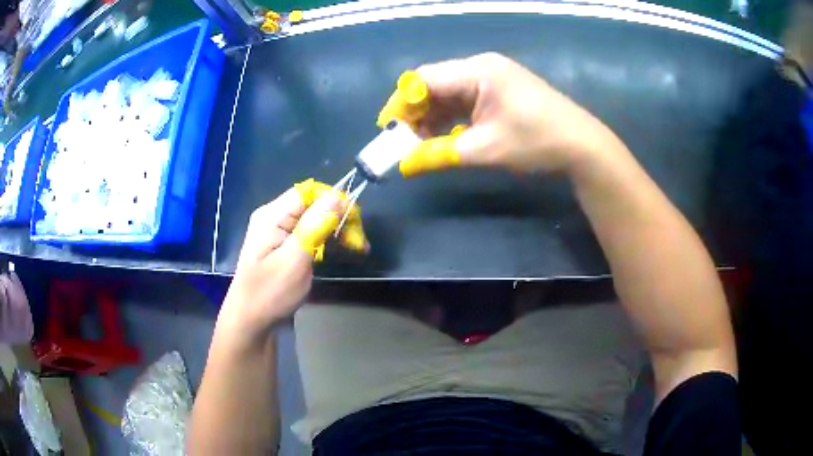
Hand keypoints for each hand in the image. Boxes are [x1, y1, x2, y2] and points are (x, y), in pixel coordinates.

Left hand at [216, 187, 343, 346]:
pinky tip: (340, 250)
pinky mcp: (283, 245)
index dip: (334, 200)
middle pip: (313, 204)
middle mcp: (274, 217)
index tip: (355, 221)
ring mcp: (278, 231)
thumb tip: (336, 196)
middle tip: (359, 242)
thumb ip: (314, 226)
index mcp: (272, 215)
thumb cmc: (270, 292)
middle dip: (338, 217)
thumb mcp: (294, 259)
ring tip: (357, 247)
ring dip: (336, 230)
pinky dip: (326, 240)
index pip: (309, 192)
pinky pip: (309, 233)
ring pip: (314, 219)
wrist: (250, 321)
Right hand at [398, 53, 620, 175]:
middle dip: (416, 112)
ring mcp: (493, 77)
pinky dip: (452, 117)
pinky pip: (465, 99)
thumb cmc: (536, 142)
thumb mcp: (485, 149)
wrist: (582, 146)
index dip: (401, 103)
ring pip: (449, 92)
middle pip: (434, 83)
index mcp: (477, 71)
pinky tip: (445, 135)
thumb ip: (439, 154)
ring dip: (433, 116)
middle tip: (404, 141)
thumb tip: (404, 166)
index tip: (388, 129)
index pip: (424, 79)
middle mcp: (481, 67)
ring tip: (421, 143)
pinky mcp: (500, 90)